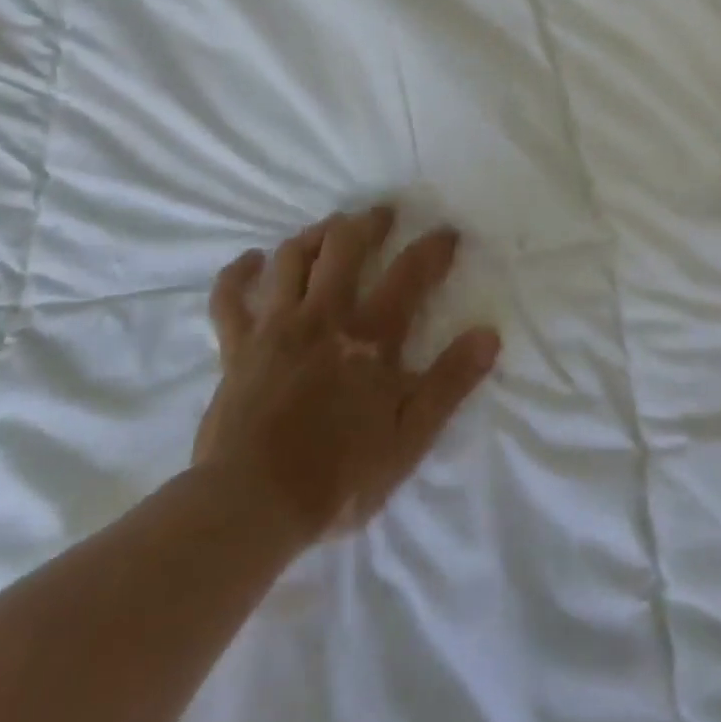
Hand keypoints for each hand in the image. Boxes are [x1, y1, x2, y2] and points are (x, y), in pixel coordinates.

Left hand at [191, 207, 499, 553]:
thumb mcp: (411, 436)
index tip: (447, 233)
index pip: (410, 274)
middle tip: (382, 214)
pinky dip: (238, 274)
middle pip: (344, 247)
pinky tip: (251, 261)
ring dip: (313, 236)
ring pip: (291, 259)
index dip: (433, 248)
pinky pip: (230, 298)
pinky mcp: (236, 348)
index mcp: (370, 336)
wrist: (250, 507)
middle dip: (367, 223)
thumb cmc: (339, 476)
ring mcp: (275, 327)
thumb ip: (450, 382)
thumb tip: (489, 335)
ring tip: (329, 229)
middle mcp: (323, 316)